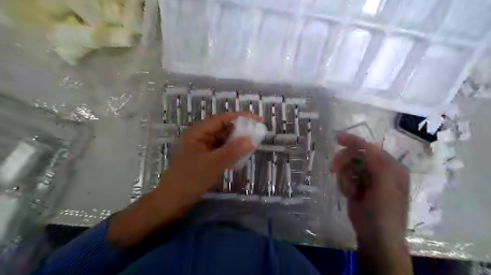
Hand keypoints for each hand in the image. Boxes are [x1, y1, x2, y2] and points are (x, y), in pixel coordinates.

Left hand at [160, 112, 259, 205]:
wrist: (172, 201)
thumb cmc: (189, 180)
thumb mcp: (213, 164)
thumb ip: (233, 151)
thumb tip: (252, 140)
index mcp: (198, 132)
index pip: (223, 119)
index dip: (242, 117)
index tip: (259, 121)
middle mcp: (201, 136)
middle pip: (224, 128)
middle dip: (241, 130)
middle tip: (258, 134)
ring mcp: (203, 148)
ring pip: (224, 140)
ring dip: (237, 142)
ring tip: (253, 144)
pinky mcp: (206, 158)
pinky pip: (222, 151)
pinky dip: (232, 152)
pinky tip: (242, 156)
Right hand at [332, 132, 411, 273]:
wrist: (375, 236)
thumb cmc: (383, 213)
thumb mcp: (385, 189)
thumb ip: (379, 165)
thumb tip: (367, 146)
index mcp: (391, 167)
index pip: (370, 148)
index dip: (354, 142)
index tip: (337, 139)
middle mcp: (380, 170)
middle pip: (356, 155)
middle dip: (344, 162)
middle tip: (333, 170)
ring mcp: (368, 177)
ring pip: (348, 166)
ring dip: (345, 177)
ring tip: (351, 192)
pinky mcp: (357, 185)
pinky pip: (344, 176)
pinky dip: (344, 184)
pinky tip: (350, 195)